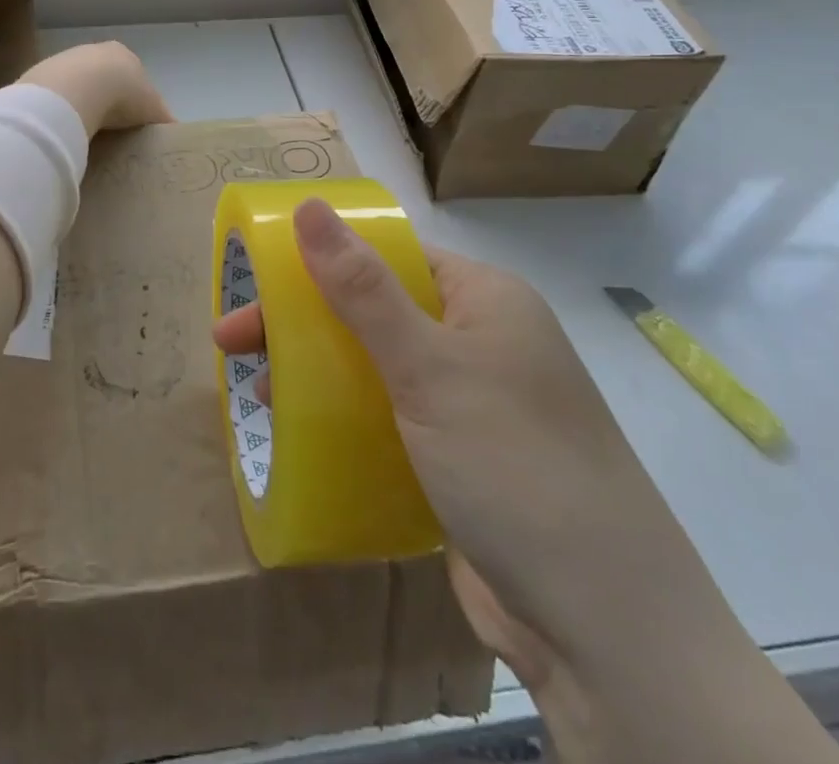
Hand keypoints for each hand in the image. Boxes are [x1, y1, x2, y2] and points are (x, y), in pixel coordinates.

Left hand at [18, 41, 173, 136]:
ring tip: (82, 131)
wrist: (77, 88)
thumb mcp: (153, 109)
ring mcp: (64, 61)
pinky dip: (58, 109)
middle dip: (102, 98)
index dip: (131, 96)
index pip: (130, 74)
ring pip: (74, 84)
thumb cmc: (123, 95)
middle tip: (106, 128)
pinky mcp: (41, 75)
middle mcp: (93, 51)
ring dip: (78, 103)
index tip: (129, 119)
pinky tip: (62, 127)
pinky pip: (54, 95)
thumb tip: (174, 132)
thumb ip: (163, 118)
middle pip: (100, 77)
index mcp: (123, 55)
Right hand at [211, 199, 747, 709]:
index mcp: (485, 300)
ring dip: (318, 372)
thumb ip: (362, 288)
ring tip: (260, 394)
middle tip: (232, 345)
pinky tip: (304, 431)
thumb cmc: (513, 466)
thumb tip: (309, 205)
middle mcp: (482, 342)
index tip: (257, 284)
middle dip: (303, 324)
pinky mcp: (462, 460)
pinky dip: (346, 417)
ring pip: (378, 367)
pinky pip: (391, 418)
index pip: (389, 256)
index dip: (319, 262)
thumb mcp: (428, 367)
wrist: (606, 633)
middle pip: (375, 311)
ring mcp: (474, 404)